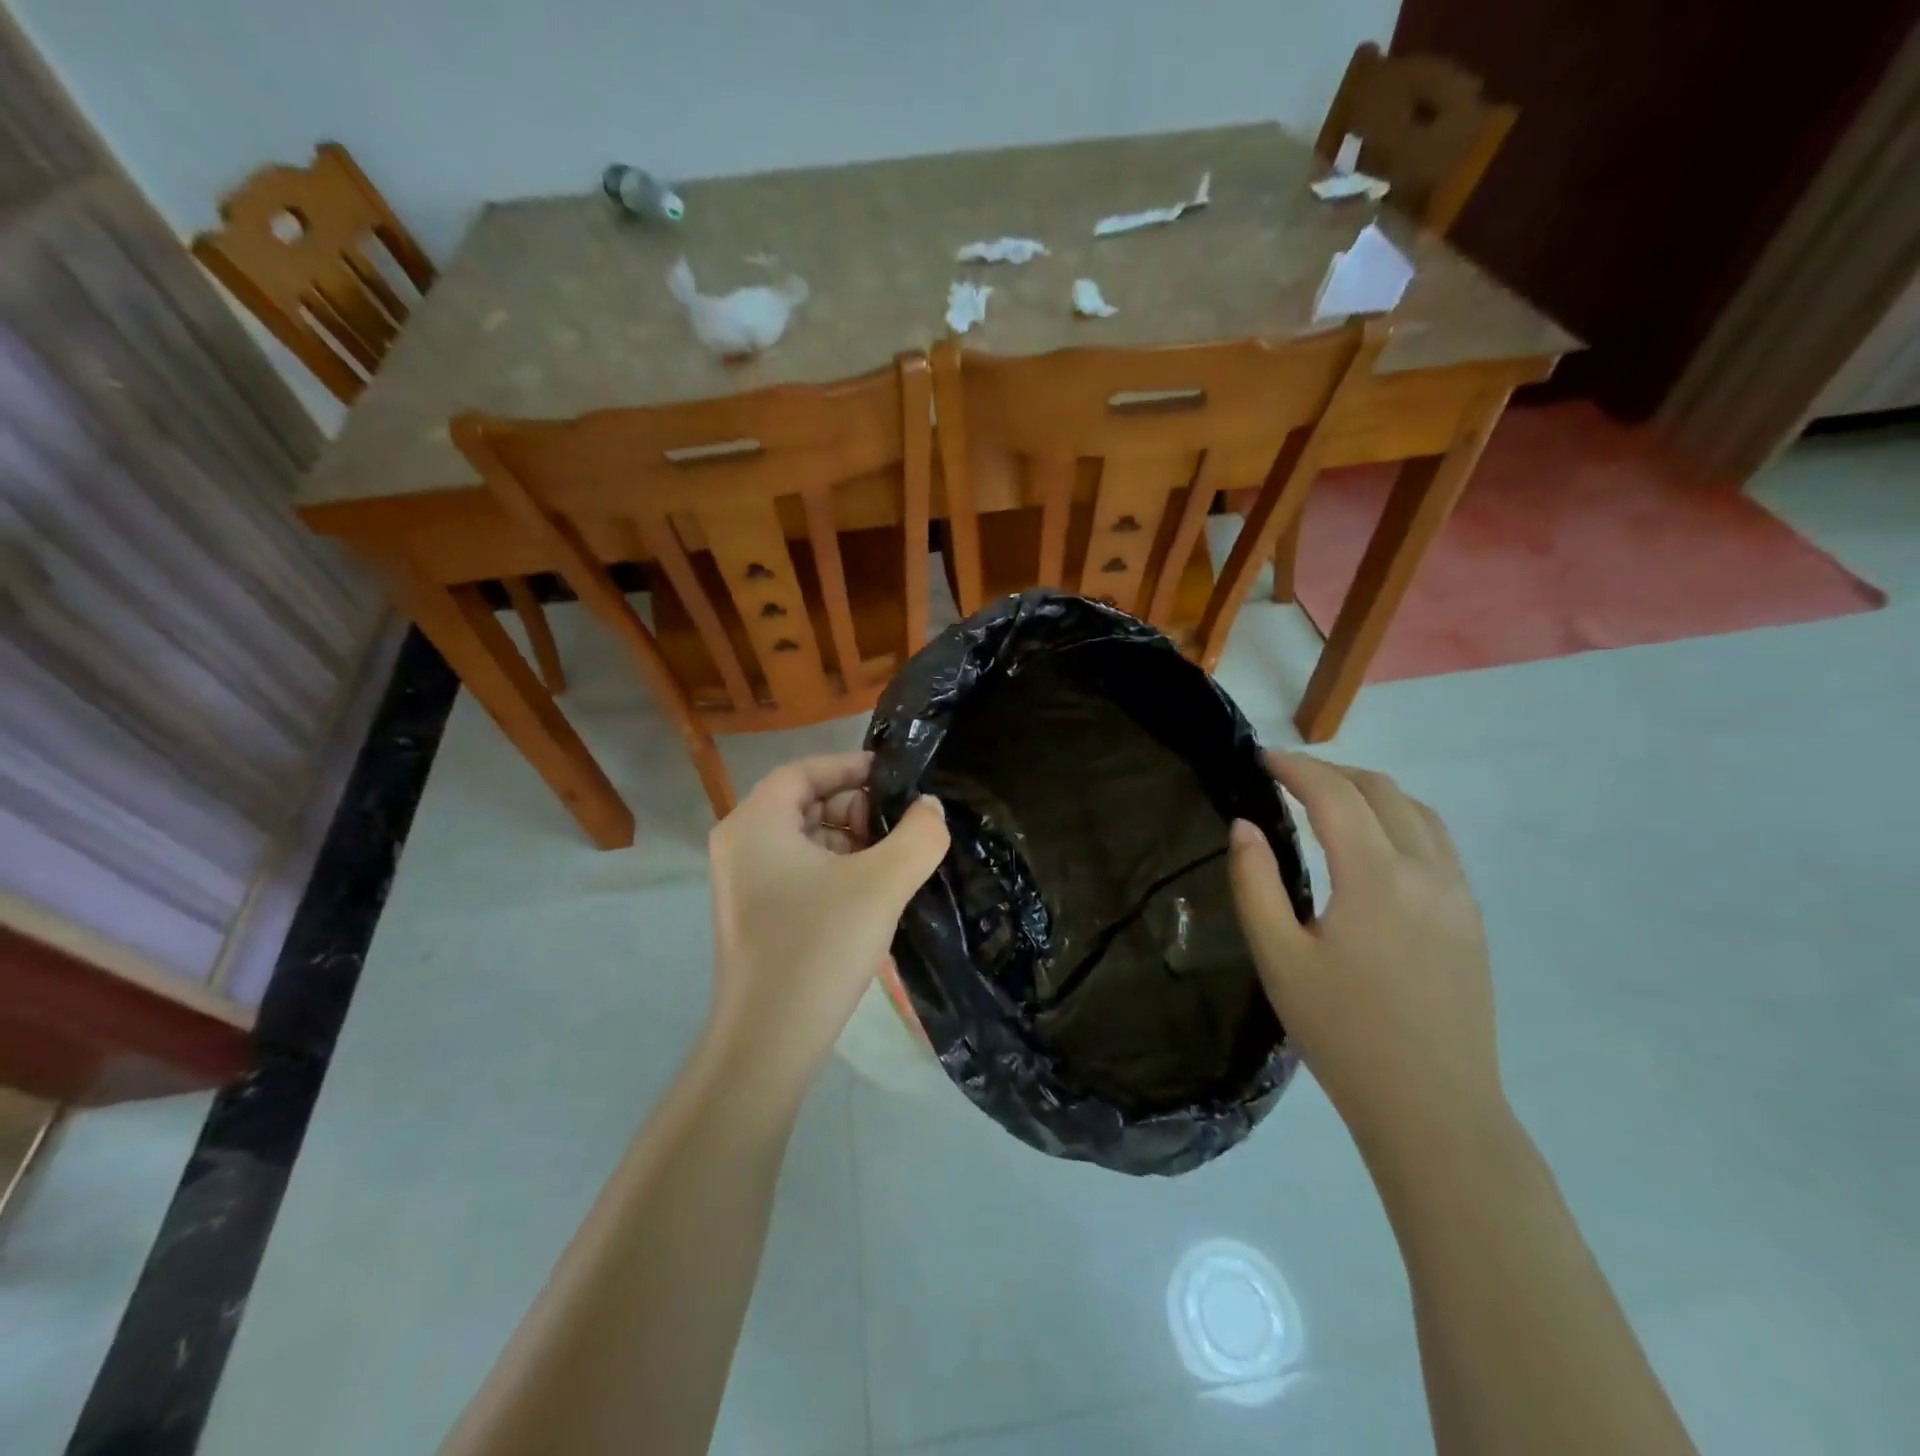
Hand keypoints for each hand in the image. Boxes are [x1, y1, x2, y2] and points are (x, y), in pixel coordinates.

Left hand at [706, 751, 948, 1094]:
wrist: (769, 1042)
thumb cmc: (819, 947)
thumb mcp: (882, 883)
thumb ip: (919, 835)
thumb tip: (930, 808)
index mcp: (755, 823)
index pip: (805, 771)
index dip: (852, 767)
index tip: (896, 777)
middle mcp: (740, 844)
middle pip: (805, 803)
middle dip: (856, 809)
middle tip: (901, 827)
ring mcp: (744, 883)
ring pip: (806, 840)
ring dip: (851, 842)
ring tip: (894, 862)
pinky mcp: (755, 914)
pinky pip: (800, 871)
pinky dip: (837, 870)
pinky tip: (872, 894)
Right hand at [1228, 752, 1506, 1165]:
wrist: (1433, 1108)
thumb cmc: (1342, 1032)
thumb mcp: (1278, 958)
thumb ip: (1255, 883)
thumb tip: (1245, 825)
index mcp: (1375, 877)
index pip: (1333, 794)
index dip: (1294, 767)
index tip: (1260, 758)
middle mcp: (1426, 871)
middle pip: (1381, 790)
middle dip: (1330, 772)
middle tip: (1285, 779)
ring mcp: (1458, 894)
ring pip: (1418, 812)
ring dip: (1369, 791)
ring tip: (1328, 801)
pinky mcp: (1471, 918)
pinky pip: (1438, 843)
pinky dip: (1400, 820)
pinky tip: (1373, 845)